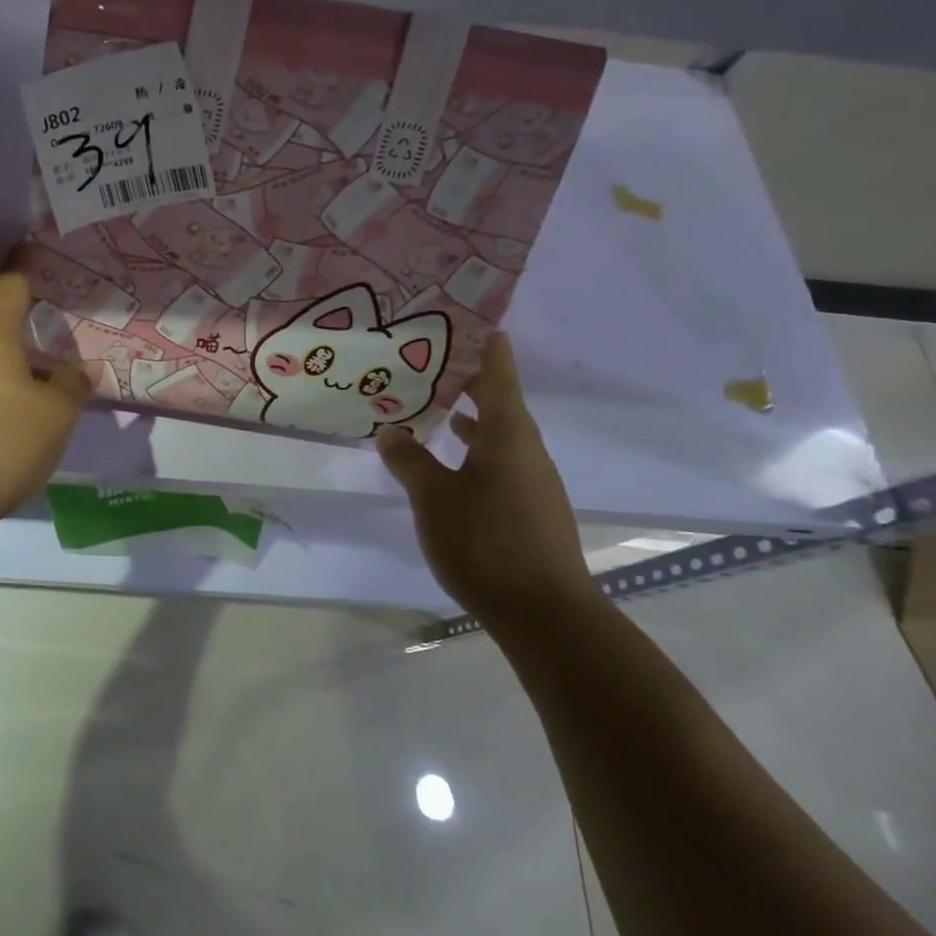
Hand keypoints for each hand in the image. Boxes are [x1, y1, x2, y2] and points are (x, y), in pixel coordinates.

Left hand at [0, 268, 91, 531]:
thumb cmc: (0, 442)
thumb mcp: (55, 416)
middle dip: (4, 297)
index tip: (38, 254)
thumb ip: (72, 386)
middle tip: (36, 305)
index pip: (9, 285)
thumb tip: (83, 369)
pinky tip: (3, 390)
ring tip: (26, 350)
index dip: (26, 269)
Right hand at [376, 332, 598, 634]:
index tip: (461, 319)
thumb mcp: (433, 497)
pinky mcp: (529, 508)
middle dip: (464, 378)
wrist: (546, 615)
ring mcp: (531, 480)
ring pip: (497, 433)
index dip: (482, 344)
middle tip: (425, 359)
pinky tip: (448, 463)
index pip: (497, 371)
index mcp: (508, 433)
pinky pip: (498, 460)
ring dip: (467, 416)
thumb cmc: (486, 542)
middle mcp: (526, 449)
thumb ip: (409, 459)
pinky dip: (473, 448)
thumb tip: (390, 430)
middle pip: (497, 400)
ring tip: (429, 404)